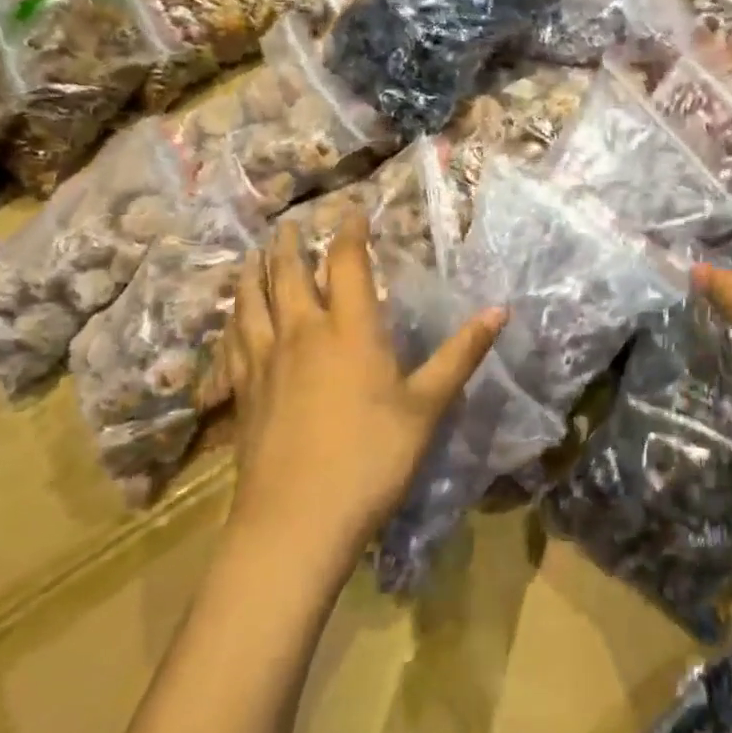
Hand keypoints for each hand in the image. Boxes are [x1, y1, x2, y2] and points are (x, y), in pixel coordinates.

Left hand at [222, 213, 504, 558]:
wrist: (298, 520)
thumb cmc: (373, 458)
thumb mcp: (428, 406)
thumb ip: (461, 354)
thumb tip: (500, 310)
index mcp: (350, 331)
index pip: (347, 265)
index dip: (350, 234)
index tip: (352, 211)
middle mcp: (302, 334)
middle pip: (289, 275)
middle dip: (291, 245)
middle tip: (289, 224)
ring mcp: (265, 363)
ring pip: (251, 303)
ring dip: (253, 273)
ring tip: (253, 255)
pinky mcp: (243, 393)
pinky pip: (232, 343)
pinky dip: (232, 321)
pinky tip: (231, 321)